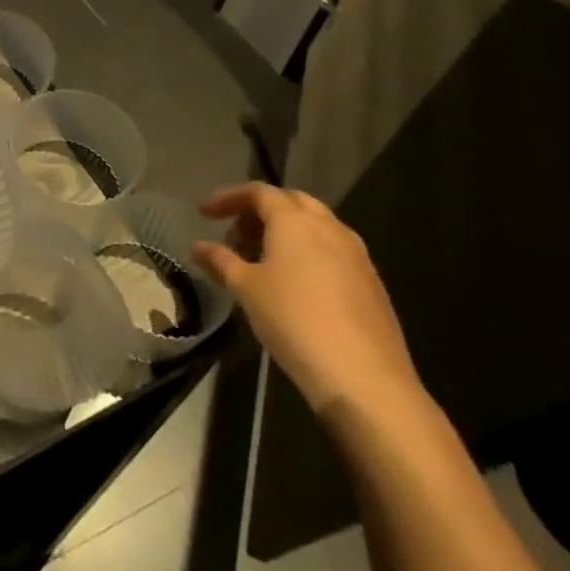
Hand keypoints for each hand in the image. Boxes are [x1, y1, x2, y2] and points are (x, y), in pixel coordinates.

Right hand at [192, 184, 421, 420]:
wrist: (365, 378)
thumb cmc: (293, 320)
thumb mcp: (245, 288)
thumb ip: (219, 260)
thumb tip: (197, 247)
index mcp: (295, 221)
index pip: (258, 192)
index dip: (228, 198)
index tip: (205, 214)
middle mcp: (329, 228)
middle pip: (291, 202)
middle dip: (260, 211)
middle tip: (236, 235)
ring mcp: (357, 256)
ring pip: (316, 227)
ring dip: (286, 232)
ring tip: (262, 260)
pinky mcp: (372, 284)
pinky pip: (333, 252)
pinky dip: (308, 253)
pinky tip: (295, 284)